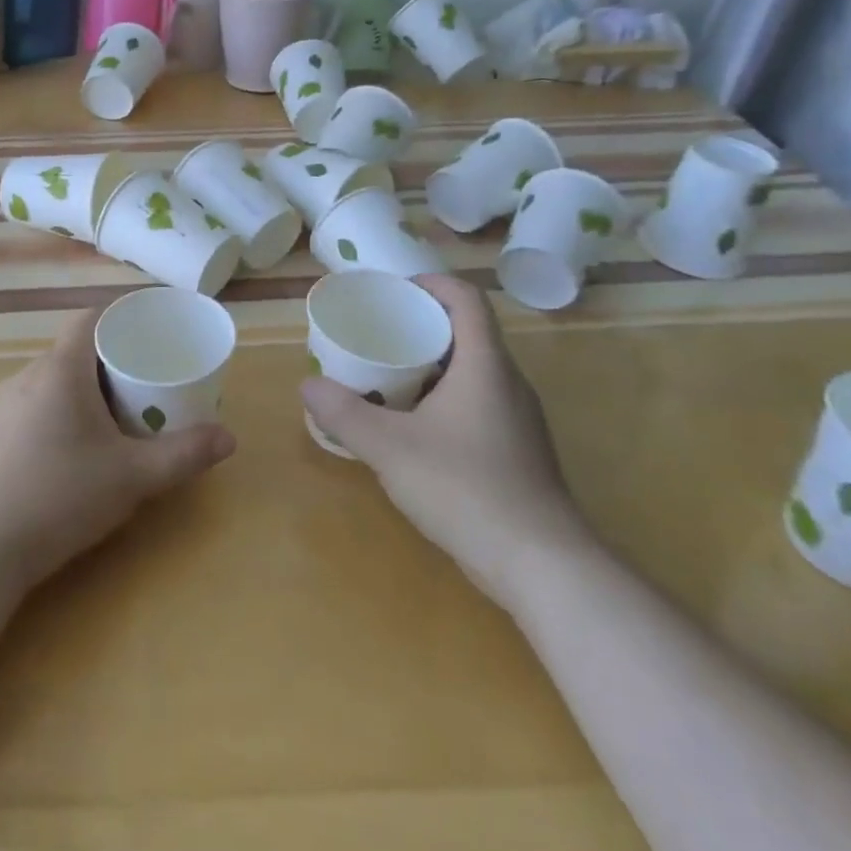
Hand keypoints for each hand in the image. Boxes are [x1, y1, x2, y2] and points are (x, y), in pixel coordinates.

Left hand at [0, 306, 237, 589]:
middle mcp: (28, 375)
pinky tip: (76, 445)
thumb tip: (229, 438)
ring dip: (84, 386)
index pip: (89, 319)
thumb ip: (184, 454)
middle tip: (145, 381)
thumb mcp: (134, 476)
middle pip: (74, 349)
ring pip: (53, 377)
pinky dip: (61, 407)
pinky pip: (35, 401)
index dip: (120, 318)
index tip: (150, 334)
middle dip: (110, 359)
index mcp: (60, 370)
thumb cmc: (63, 497)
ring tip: (116, 414)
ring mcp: (5, 405)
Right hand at [301, 273, 595, 611]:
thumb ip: (344, 414)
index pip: (466, 298)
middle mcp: (508, 382)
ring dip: (430, 365)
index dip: (430, 283)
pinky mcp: (518, 452)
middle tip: (377, 334)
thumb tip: (308, 385)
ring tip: (386, 377)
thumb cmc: (466, 489)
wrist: (542, 566)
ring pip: (471, 372)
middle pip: (466, 332)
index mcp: (485, 365)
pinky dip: (443, 399)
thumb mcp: (390, 448)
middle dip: (420, 326)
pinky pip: (477, 404)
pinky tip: (414, 429)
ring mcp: (519, 419)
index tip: (393, 290)